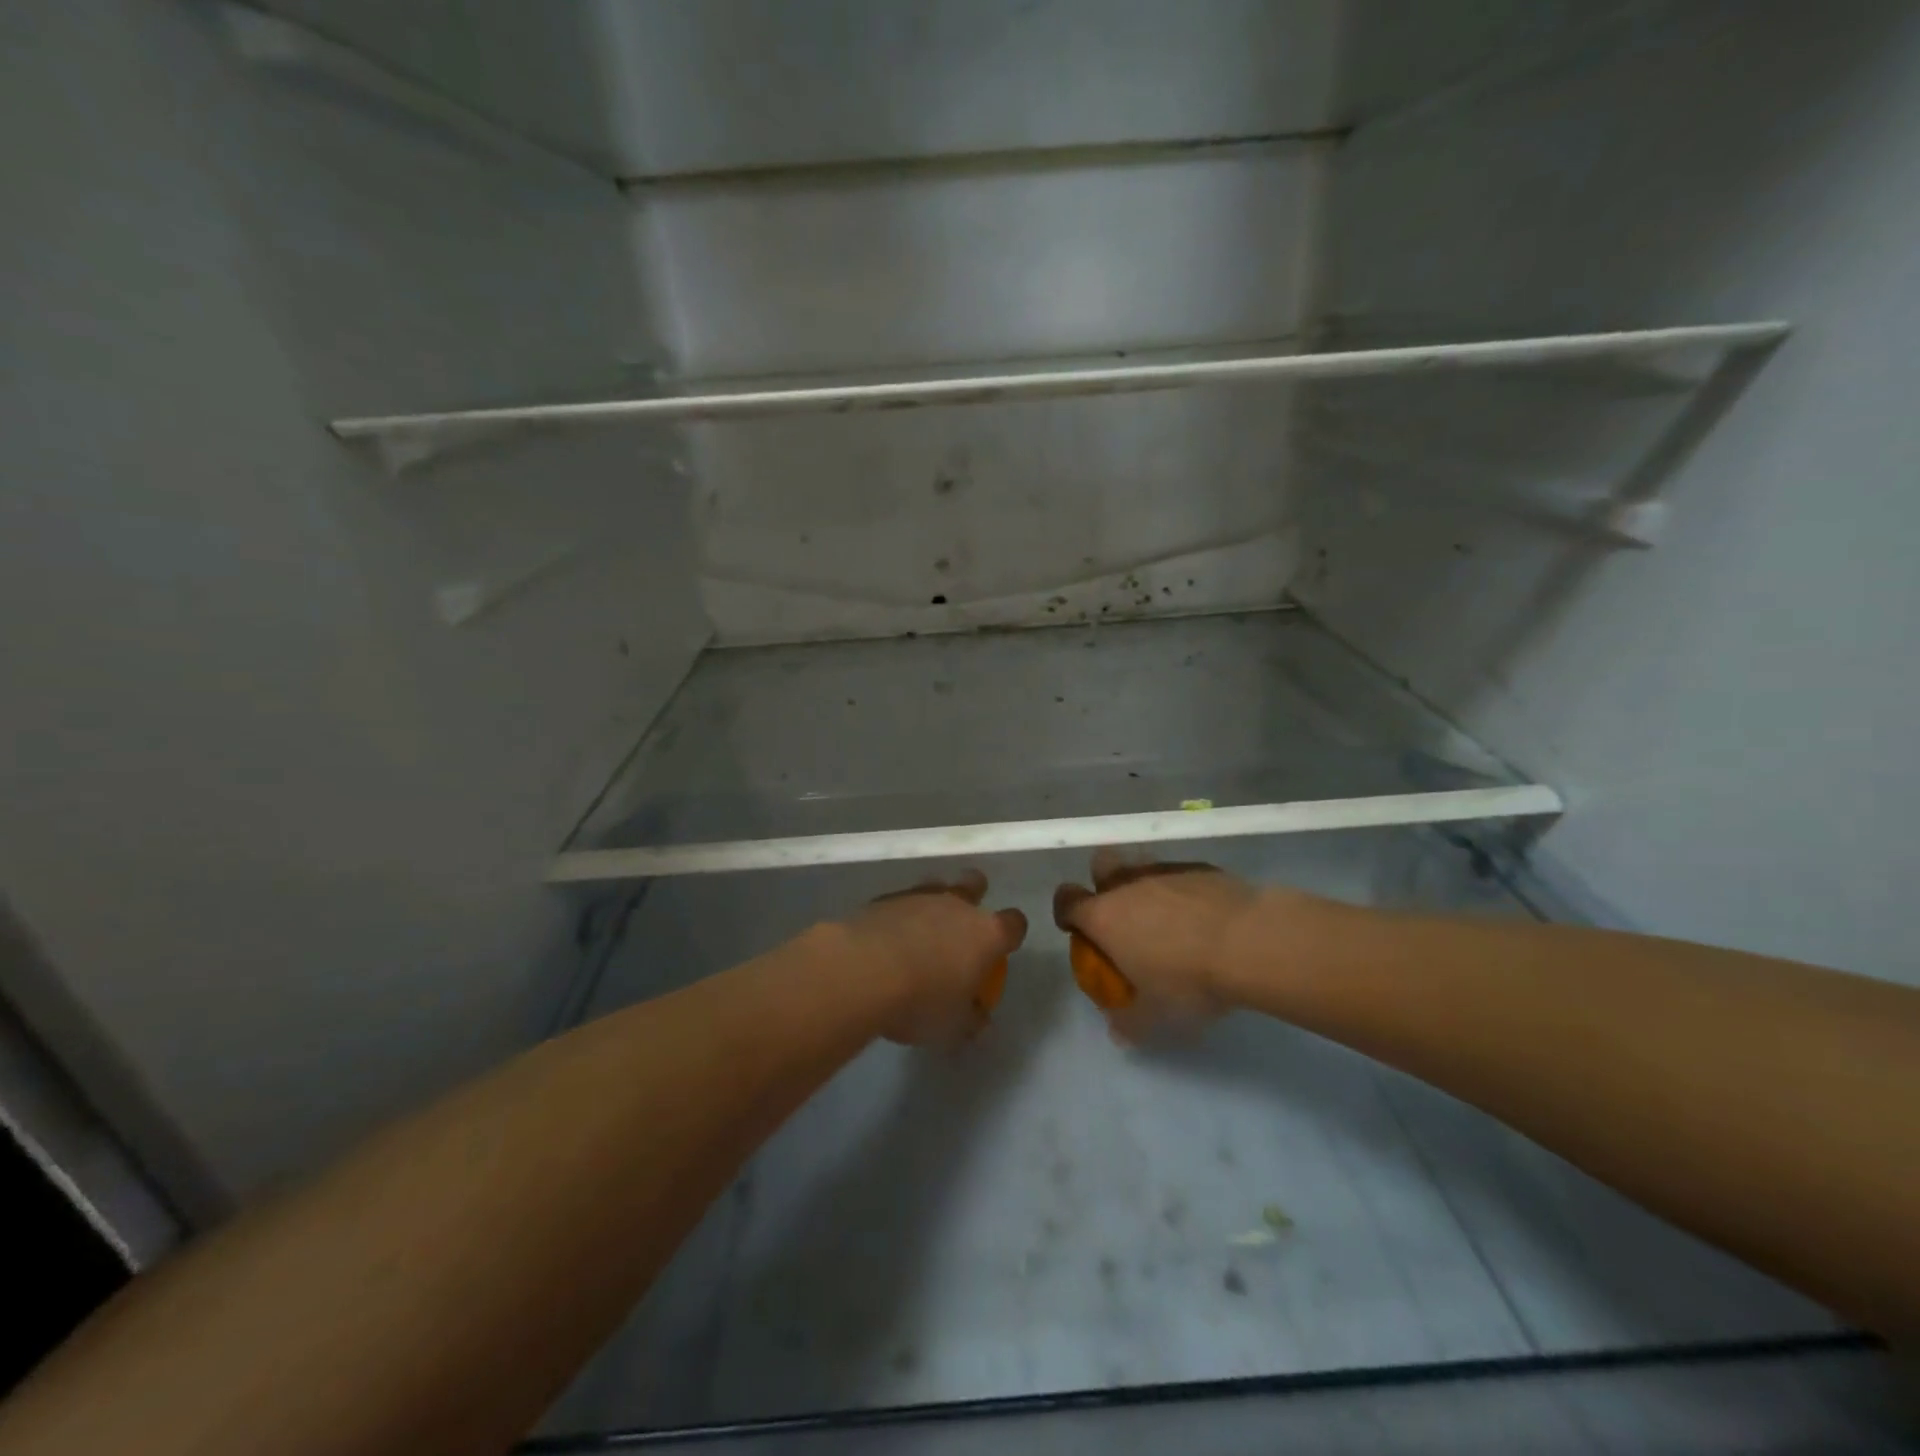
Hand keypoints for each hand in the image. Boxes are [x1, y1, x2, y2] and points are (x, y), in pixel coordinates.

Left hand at [842, 869, 1027, 1044]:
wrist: (863, 971)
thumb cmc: (922, 1001)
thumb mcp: (953, 1026)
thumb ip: (971, 1018)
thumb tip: (979, 1017)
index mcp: (986, 934)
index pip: (1014, 924)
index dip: (1011, 933)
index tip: (1002, 949)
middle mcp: (957, 906)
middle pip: (975, 884)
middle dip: (974, 896)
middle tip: (962, 924)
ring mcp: (919, 897)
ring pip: (935, 885)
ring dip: (933, 903)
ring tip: (921, 929)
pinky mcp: (884, 898)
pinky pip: (900, 900)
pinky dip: (899, 914)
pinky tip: (887, 936)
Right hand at [1052, 849, 1260, 1043]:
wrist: (1248, 942)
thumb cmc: (1188, 980)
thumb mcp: (1156, 1015)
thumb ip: (1129, 1023)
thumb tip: (1116, 1033)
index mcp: (1104, 916)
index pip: (1067, 900)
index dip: (1066, 912)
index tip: (1077, 929)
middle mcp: (1127, 885)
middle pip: (1100, 864)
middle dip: (1104, 882)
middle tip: (1122, 914)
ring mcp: (1164, 870)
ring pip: (1141, 862)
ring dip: (1145, 883)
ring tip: (1166, 914)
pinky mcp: (1199, 867)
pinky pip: (1180, 873)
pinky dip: (1183, 889)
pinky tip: (1203, 914)